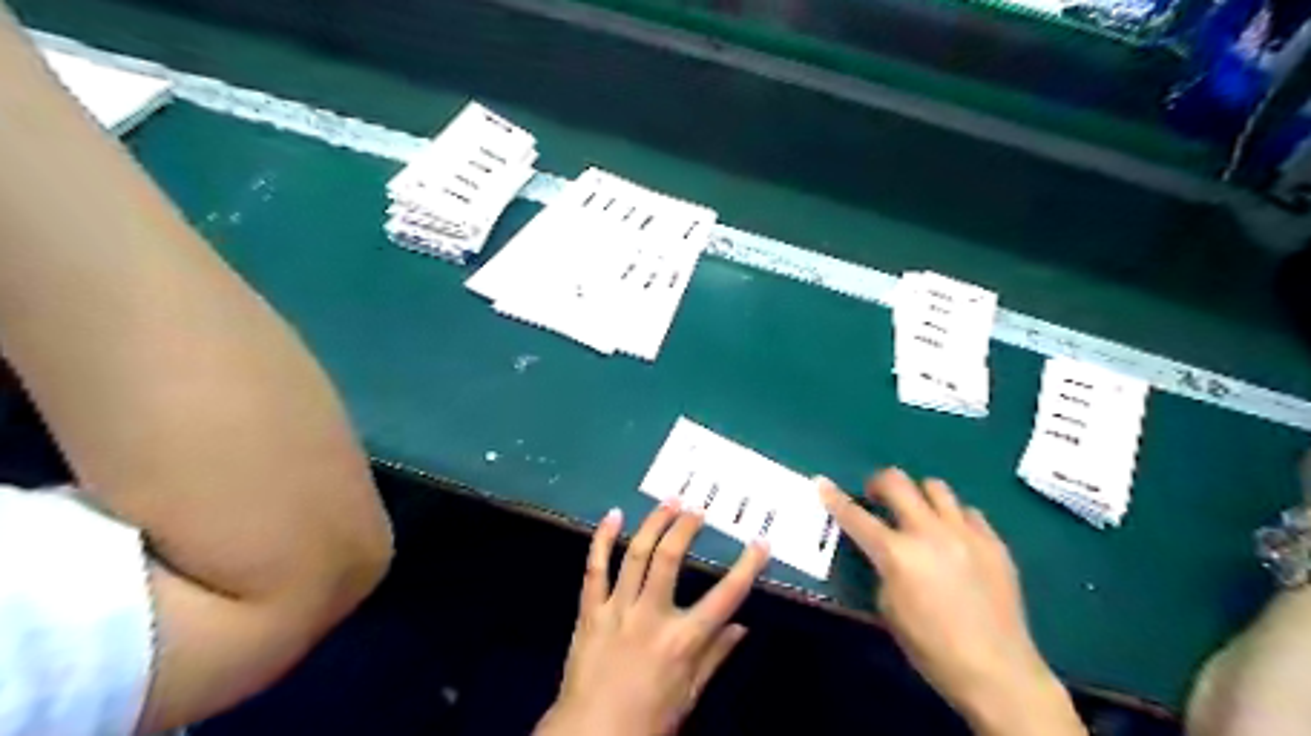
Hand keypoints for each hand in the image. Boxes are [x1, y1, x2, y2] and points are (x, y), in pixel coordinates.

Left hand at [538, 501, 770, 734]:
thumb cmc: (648, 720)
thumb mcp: (690, 694)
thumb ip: (715, 656)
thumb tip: (743, 627)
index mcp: (682, 641)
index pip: (725, 597)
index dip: (747, 567)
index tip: (761, 542)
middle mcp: (651, 617)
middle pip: (669, 558)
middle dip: (685, 527)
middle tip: (697, 508)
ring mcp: (617, 610)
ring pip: (635, 555)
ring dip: (653, 523)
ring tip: (669, 501)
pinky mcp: (590, 611)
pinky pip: (595, 568)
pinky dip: (602, 539)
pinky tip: (613, 516)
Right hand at [815, 473, 1086, 734]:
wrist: (998, 671)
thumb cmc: (931, 648)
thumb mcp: (888, 609)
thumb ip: (882, 569)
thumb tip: (885, 552)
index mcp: (897, 554)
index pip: (855, 516)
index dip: (834, 498)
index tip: (822, 483)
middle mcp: (929, 532)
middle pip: (897, 482)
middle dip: (879, 483)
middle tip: (877, 497)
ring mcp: (966, 533)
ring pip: (936, 487)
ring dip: (919, 496)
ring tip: (919, 515)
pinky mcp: (994, 542)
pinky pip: (968, 512)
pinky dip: (953, 518)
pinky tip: (954, 539)